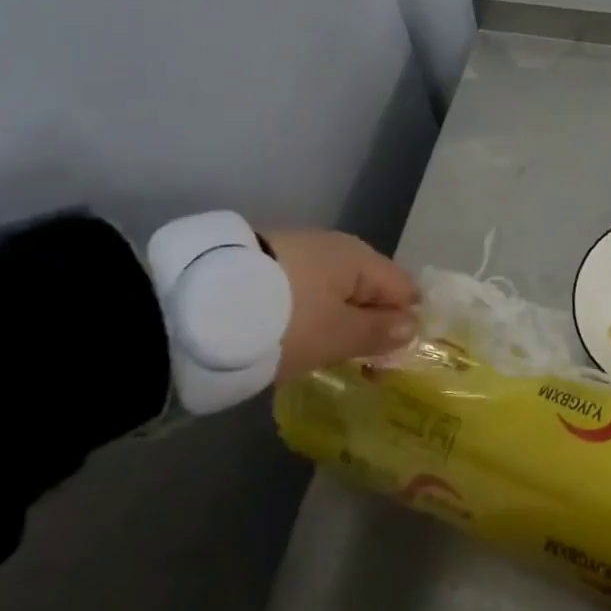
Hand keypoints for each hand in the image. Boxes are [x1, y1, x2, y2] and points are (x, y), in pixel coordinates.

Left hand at [260, 229, 419, 380]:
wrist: (198, 305)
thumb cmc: (285, 321)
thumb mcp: (337, 336)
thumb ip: (378, 331)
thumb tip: (413, 325)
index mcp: (359, 257)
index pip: (403, 288)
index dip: (405, 323)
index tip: (391, 361)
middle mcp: (334, 246)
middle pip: (368, 288)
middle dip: (370, 323)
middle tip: (359, 364)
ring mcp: (297, 252)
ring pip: (334, 290)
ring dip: (337, 320)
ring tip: (323, 354)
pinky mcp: (266, 266)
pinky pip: (305, 291)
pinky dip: (308, 314)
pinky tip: (293, 335)